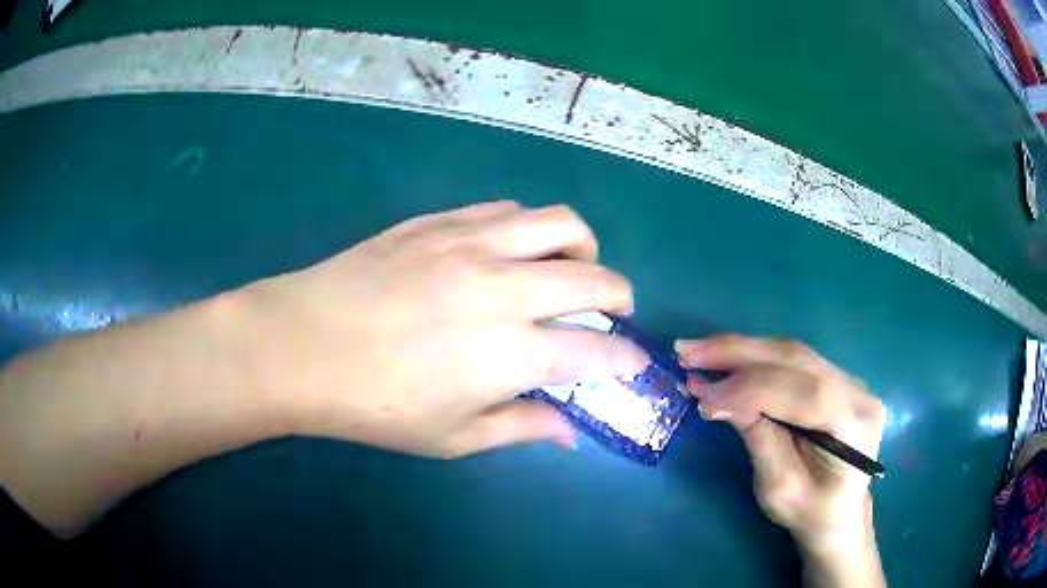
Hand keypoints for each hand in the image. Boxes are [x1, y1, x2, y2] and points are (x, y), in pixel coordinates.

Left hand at [238, 201, 647, 458]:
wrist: (302, 345)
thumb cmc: (374, 405)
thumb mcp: (453, 437)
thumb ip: (522, 428)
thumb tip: (571, 433)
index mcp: (510, 352)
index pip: (596, 350)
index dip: (625, 357)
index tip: (633, 361)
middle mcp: (504, 288)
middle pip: (594, 277)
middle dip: (620, 295)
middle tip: (616, 310)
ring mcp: (471, 244)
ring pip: (560, 223)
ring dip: (583, 246)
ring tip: (573, 267)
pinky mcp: (440, 221)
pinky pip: (507, 210)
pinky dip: (530, 229)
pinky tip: (515, 250)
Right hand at [675, 335, 886, 556]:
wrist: (838, 511)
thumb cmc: (808, 512)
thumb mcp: (779, 488)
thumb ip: (758, 438)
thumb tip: (716, 399)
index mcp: (854, 427)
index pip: (804, 393)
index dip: (751, 389)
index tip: (703, 396)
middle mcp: (858, 392)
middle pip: (798, 359)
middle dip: (739, 352)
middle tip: (687, 351)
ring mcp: (851, 380)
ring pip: (793, 353)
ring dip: (742, 349)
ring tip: (698, 352)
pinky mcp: (836, 378)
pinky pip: (793, 360)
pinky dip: (756, 358)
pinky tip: (727, 359)